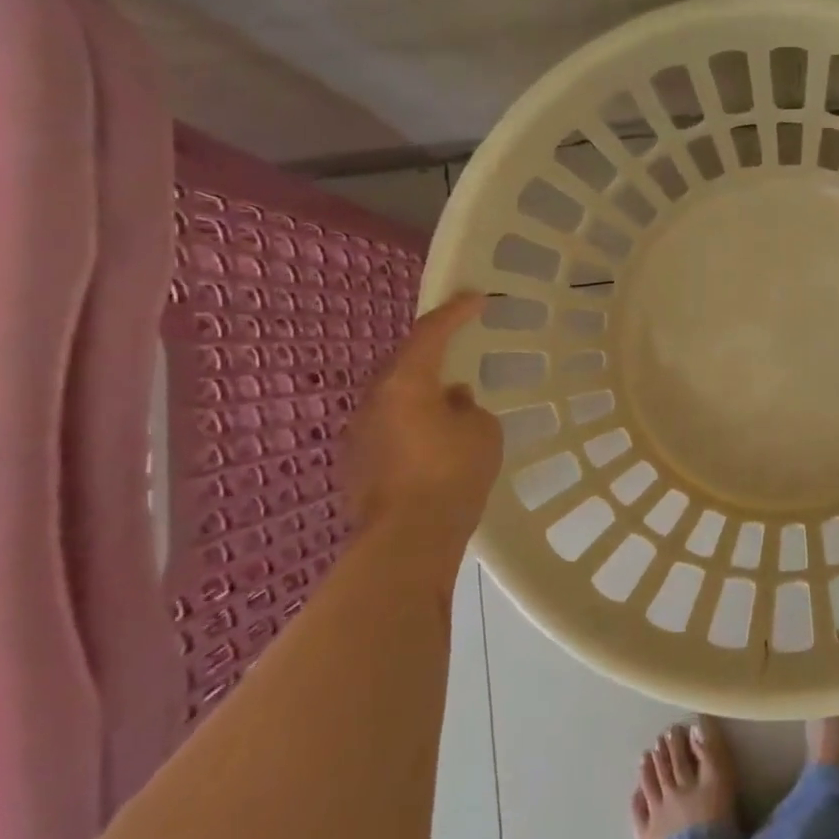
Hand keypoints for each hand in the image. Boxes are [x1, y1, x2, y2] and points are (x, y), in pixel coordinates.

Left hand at [346, 292, 502, 539]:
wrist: (408, 540)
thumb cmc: (452, 474)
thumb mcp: (481, 430)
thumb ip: (467, 407)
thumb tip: (451, 402)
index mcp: (406, 382)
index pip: (431, 333)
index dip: (456, 312)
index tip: (476, 298)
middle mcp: (374, 401)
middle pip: (406, 365)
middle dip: (433, 355)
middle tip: (459, 349)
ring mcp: (360, 435)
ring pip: (395, 400)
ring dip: (422, 395)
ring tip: (450, 404)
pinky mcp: (357, 465)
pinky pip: (390, 430)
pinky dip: (413, 426)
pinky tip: (434, 444)